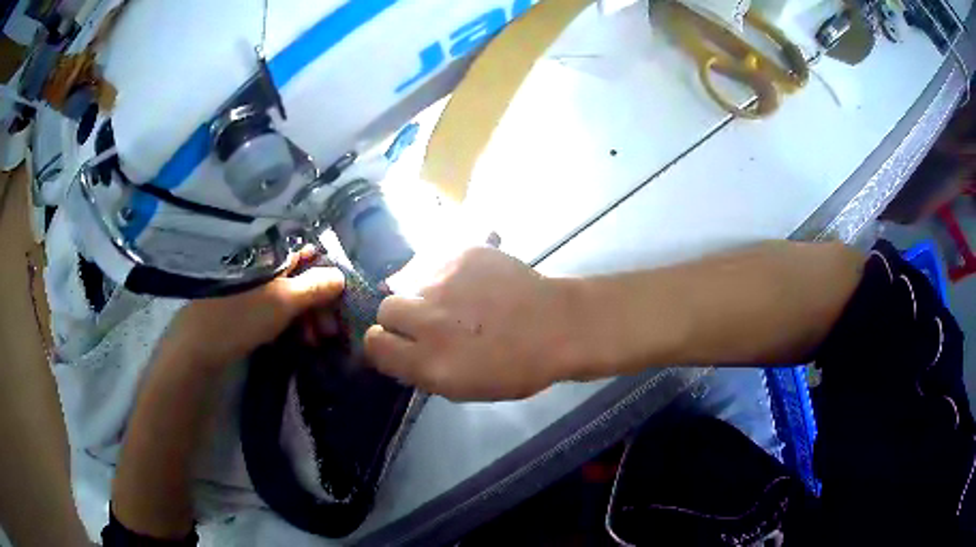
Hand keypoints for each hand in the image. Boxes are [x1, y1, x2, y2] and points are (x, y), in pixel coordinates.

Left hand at [156, 250, 344, 369]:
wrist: (199, 344)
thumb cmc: (241, 315)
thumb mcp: (284, 301)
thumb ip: (315, 286)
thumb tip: (341, 275)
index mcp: (271, 252)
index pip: (310, 253)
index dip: (328, 275)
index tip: (339, 301)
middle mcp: (264, 261)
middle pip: (302, 275)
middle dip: (320, 302)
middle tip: (330, 331)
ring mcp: (254, 282)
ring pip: (291, 293)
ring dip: (308, 316)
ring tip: (315, 341)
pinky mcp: (247, 302)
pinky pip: (278, 306)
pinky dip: (291, 320)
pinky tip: (299, 338)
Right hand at [364, 247, 581, 400]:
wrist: (558, 325)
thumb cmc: (517, 368)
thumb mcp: (463, 389)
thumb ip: (421, 370)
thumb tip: (397, 350)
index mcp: (428, 362)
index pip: (374, 344)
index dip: (384, 345)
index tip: (399, 344)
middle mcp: (428, 318)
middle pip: (386, 309)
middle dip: (401, 317)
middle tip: (430, 320)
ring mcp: (445, 280)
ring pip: (411, 281)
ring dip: (425, 293)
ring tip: (456, 299)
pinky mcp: (462, 253)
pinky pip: (435, 260)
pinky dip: (445, 272)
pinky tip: (471, 282)